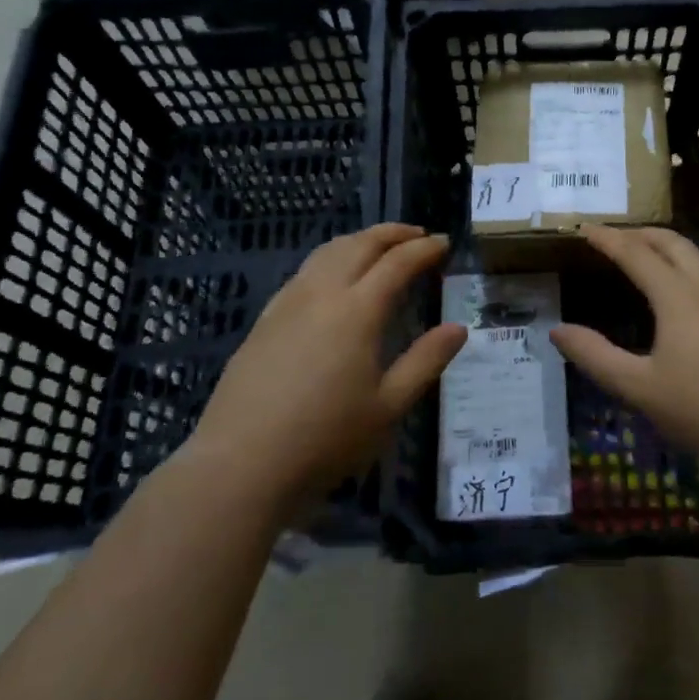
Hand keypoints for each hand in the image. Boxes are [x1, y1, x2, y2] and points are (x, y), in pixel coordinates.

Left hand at [184, 224, 465, 516]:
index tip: (444, 243)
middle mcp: (323, 293)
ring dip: (360, 240)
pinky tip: (334, 276)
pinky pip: (305, 270)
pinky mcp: (265, 319)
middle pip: (361, 244)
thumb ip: (426, 361)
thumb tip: (459, 328)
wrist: (240, 465)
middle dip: (393, 233)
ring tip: (380, 246)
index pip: (398, 262)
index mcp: (358, 310)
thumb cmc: (324, 440)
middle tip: (418, 235)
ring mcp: (288, 303)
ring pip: (329, 251)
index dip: (424, 249)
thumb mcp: (388, 407)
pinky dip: (332, 258)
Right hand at [550, 225, 698, 471]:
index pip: (634, 252)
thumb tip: (558, 331)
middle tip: (613, 239)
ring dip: (665, 247)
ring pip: (695, 255)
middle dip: (638, 233)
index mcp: (676, 294)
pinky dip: (684, 266)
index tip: (584, 229)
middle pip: (670, 241)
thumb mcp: (640, 388)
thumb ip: (596, 357)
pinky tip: (681, 294)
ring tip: (644, 259)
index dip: (607, 238)